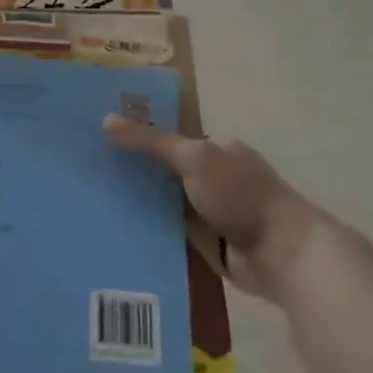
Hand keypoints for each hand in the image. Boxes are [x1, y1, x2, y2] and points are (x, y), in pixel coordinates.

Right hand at [104, 118, 326, 306]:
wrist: (281, 253)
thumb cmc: (241, 195)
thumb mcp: (193, 158)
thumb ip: (151, 141)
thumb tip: (106, 119)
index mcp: (218, 151)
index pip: (172, 140)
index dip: (140, 139)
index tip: (102, 143)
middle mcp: (216, 180)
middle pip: (166, 174)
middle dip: (136, 176)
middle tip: (91, 177)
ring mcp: (213, 214)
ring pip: (167, 206)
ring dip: (142, 209)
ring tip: (96, 207)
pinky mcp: (210, 245)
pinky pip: (174, 235)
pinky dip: (154, 234)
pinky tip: (121, 234)